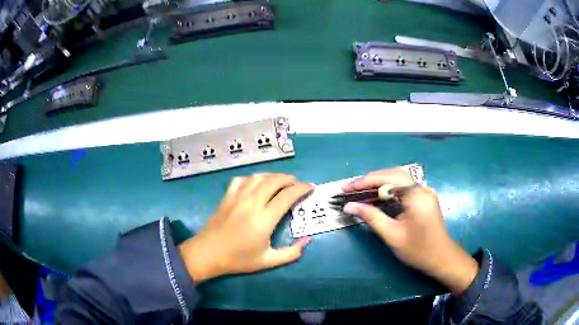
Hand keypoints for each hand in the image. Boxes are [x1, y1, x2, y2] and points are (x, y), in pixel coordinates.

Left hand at [178, 173, 312, 282]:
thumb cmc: (238, 260)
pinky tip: (256, 184)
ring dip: (273, 176)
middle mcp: (251, 204)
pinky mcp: (226, 197)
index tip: (310, 187)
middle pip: (274, 181)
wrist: (207, 254)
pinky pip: (241, 180)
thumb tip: (308, 240)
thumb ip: (291, 253)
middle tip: (297, 184)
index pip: (287, 196)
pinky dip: (252, 178)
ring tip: (281, 182)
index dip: (301, 189)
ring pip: (258, 177)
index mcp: (263, 220)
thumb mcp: (268, 262)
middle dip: (289, 179)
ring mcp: (236, 198)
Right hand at [342, 167, 477, 294]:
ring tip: (360, 191)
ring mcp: (425, 191)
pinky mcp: (424, 197)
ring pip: (399, 179)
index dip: (366, 181)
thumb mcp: (392, 235)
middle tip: (352, 189)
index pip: (389, 178)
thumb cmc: (418, 250)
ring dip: (379, 183)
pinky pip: (404, 187)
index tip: (347, 188)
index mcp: (417, 196)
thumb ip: (371, 217)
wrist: (441, 258)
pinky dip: (388, 189)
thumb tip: (349, 206)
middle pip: (393, 174)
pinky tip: (378, 197)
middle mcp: (422, 188)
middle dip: (371, 179)